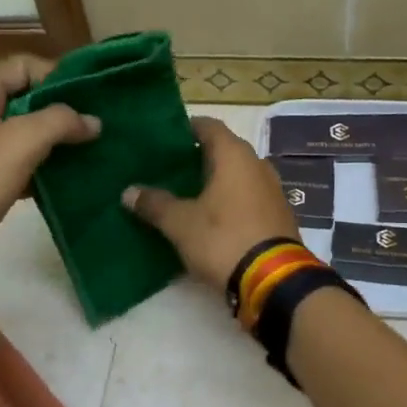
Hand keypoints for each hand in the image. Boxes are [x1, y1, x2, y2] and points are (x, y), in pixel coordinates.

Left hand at [0, 56, 98, 290]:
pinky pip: (20, 167)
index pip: (24, 66)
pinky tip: (72, 182)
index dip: (59, 75)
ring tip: (97, 152)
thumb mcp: (16, 143)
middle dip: (65, 111)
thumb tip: (93, 121)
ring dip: (58, 143)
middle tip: (104, 125)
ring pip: (26, 136)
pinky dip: (45, 171)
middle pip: (28, 100)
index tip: (96, 96)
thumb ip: (59, 122)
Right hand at [123, 117, 299, 289]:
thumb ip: (155, 203)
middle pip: (224, 149)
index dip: (186, 128)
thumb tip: (128, 191)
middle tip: (168, 168)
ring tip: (186, 192)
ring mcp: (272, 189)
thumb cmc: (224, 239)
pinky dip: (230, 199)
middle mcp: (257, 164)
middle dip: (197, 157)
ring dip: (215, 180)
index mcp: (234, 155)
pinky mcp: (278, 214)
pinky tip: (211, 215)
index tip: (164, 139)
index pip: (209, 126)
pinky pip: (248, 195)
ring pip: (237, 174)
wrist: (274, 281)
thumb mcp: (181, 223)